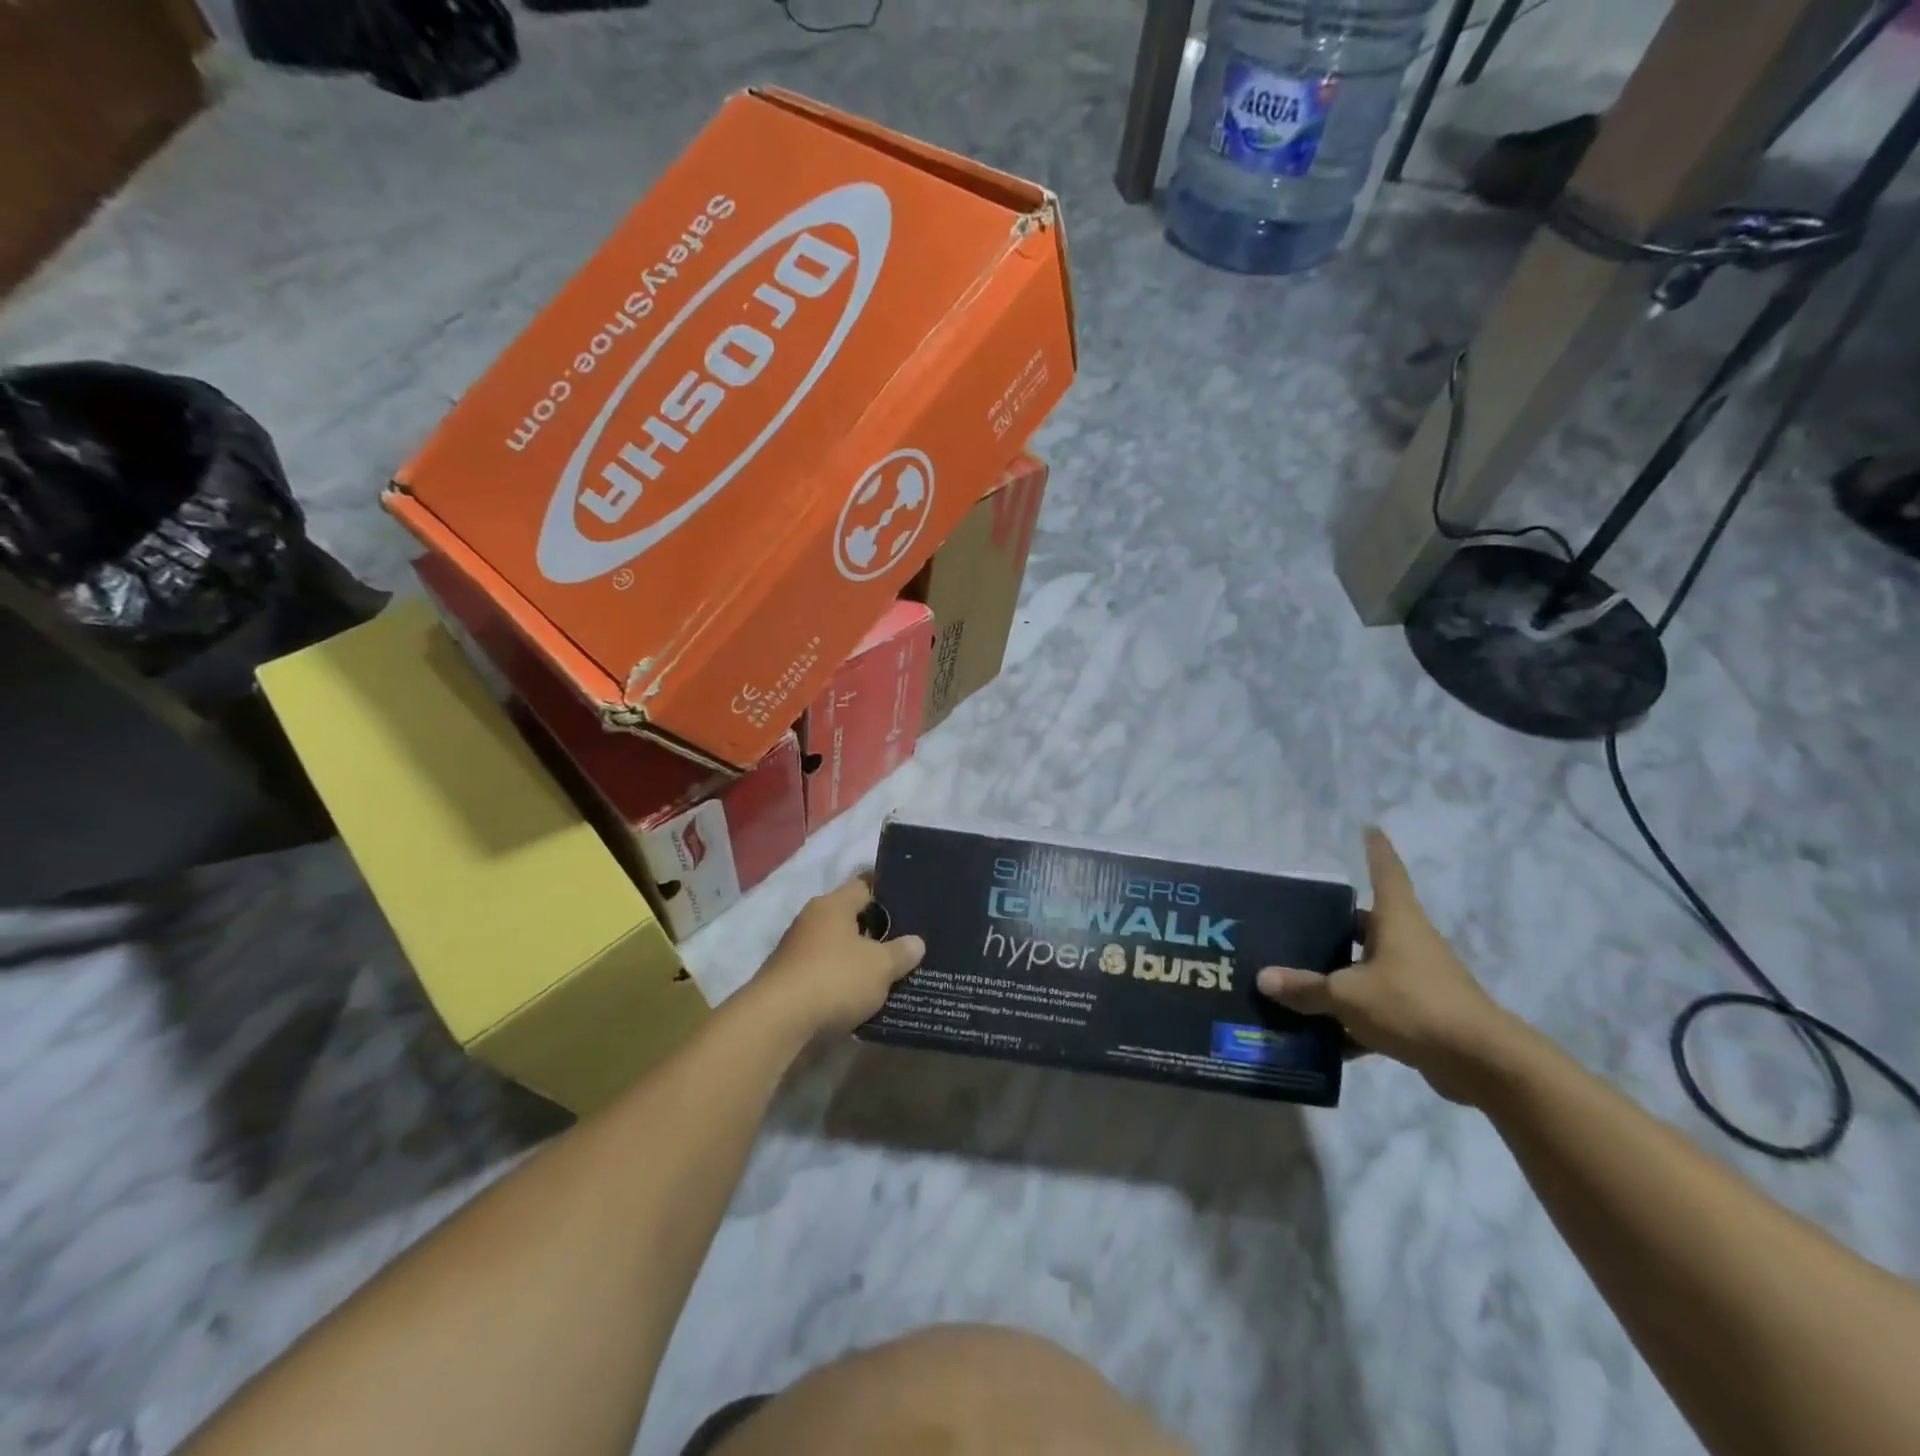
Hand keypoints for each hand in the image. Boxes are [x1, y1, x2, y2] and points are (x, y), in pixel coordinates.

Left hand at [749, 877, 924, 1038]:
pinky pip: (827, 973)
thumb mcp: (880, 966)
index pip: (865, 885)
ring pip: (839, 948)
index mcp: (833, 905)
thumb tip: (916, 942)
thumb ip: (901, 952)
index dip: (888, 892)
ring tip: (892, 972)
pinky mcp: (791, 980)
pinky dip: (844, 982)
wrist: (777, 1023)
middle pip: (851, 918)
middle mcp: (812, 920)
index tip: (911, 903)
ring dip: (860, 959)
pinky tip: (864, 996)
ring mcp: (797, 951)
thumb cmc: (834, 979)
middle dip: (877, 930)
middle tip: (908, 941)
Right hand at [1256, 828, 1514, 1103]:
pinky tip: (1325, 1039)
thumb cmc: (1413, 1005)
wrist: (1481, 1062)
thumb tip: (1263, 978)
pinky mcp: (1423, 1014)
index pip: (1386, 873)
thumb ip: (1306, 988)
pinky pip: (1379, 1007)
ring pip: (1370, 969)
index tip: (1370, 828)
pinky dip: (1354, 1020)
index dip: (1377, 850)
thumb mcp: (1348, 995)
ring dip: (1341, 977)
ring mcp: (1419, 978)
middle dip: (1336, 927)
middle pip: (1368, 925)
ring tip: (1298, 984)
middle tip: (1296, 925)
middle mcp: (1410, 942)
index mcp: (1397, 921)